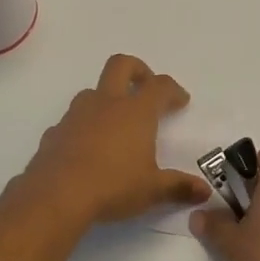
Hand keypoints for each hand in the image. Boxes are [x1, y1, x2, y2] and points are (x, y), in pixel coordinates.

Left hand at [20, 55, 211, 225]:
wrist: (57, 195)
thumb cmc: (113, 186)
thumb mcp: (152, 190)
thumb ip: (179, 187)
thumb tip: (204, 191)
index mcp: (136, 112)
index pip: (160, 86)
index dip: (173, 90)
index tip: (180, 102)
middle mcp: (106, 104)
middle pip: (121, 65)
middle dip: (138, 70)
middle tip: (146, 88)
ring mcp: (76, 115)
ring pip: (93, 92)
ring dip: (107, 99)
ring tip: (116, 124)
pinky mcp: (55, 132)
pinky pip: (72, 120)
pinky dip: (84, 127)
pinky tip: (88, 150)